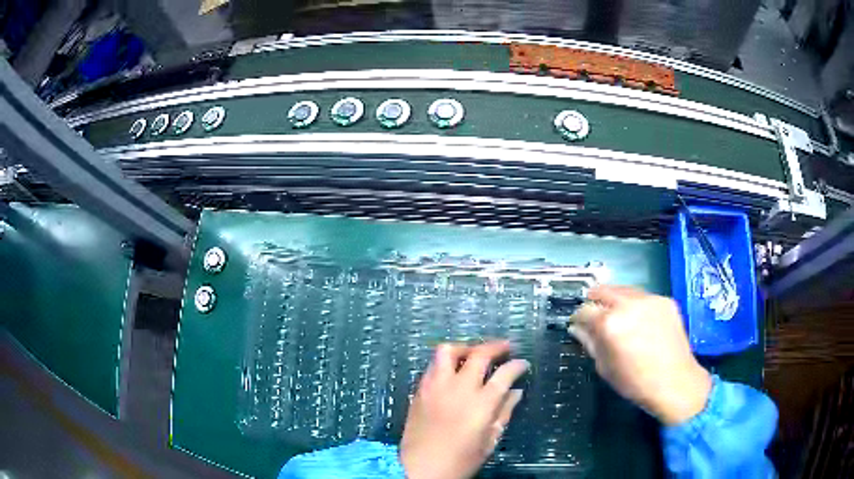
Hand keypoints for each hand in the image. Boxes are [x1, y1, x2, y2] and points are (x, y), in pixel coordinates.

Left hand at [400, 341, 528, 478]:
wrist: (418, 469)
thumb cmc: (459, 461)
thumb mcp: (489, 441)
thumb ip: (504, 413)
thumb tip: (516, 392)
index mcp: (481, 404)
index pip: (504, 374)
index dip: (517, 365)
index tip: (523, 364)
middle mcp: (458, 388)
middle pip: (479, 354)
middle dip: (496, 346)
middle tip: (506, 347)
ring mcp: (436, 387)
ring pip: (447, 351)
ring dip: (465, 347)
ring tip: (475, 353)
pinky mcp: (419, 391)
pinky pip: (432, 366)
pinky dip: (446, 362)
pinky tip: (453, 371)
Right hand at [569, 285, 711, 425]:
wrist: (675, 382)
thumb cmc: (635, 382)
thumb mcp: (605, 367)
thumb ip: (590, 343)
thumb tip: (577, 329)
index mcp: (610, 323)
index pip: (584, 310)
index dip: (578, 317)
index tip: (577, 323)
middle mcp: (629, 304)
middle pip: (603, 291)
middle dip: (594, 299)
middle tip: (593, 312)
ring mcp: (650, 299)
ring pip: (625, 290)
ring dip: (615, 299)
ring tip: (616, 313)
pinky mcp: (666, 300)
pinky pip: (644, 297)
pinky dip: (636, 304)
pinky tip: (639, 319)